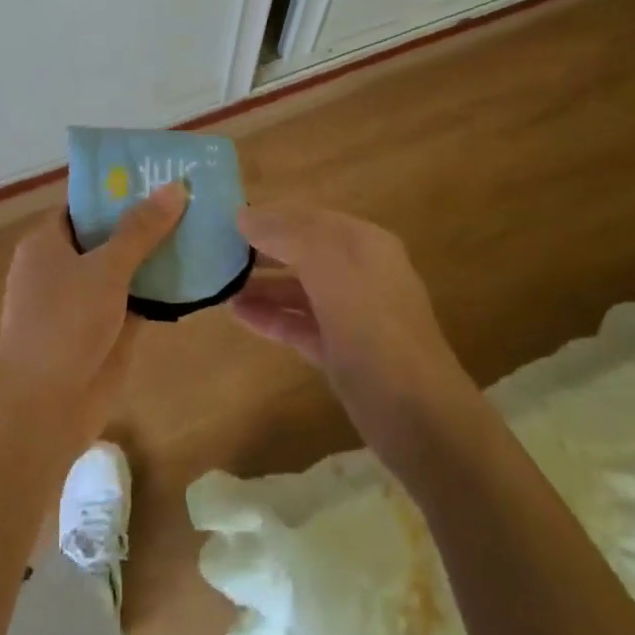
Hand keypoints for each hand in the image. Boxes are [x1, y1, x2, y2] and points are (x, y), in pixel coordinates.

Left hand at [0, 181, 187, 443]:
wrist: (42, 408)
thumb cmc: (64, 324)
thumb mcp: (105, 268)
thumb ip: (140, 229)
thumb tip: (174, 186)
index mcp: (48, 242)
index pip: (85, 203)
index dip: (120, 187)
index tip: (160, 173)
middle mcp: (63, 266)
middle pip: (109, 233)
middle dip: (147, 219)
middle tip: (194, 197)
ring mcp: (84, 300)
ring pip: (126, 267)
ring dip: (158, 254)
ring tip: (204, 227)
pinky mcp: (104, 330)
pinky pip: (136, 298)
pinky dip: (161, 288)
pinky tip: (197, 273)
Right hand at [234, 204, 467, 437]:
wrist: (419, 418)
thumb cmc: (374, 330)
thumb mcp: (331, 270)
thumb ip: (288, 236)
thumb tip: (244, 216)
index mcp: (364, 244)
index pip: (308, 218)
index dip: (269, 217)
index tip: (225, 221)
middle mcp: (359, 273)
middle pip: (303, 252)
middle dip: (262, 251)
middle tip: (215, 252)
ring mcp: (351, 315)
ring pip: (298, 290)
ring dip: (261, 285)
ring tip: (218, 285)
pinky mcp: (341, 352)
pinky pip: (299, 324)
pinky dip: (271, 317)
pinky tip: (237, 315)